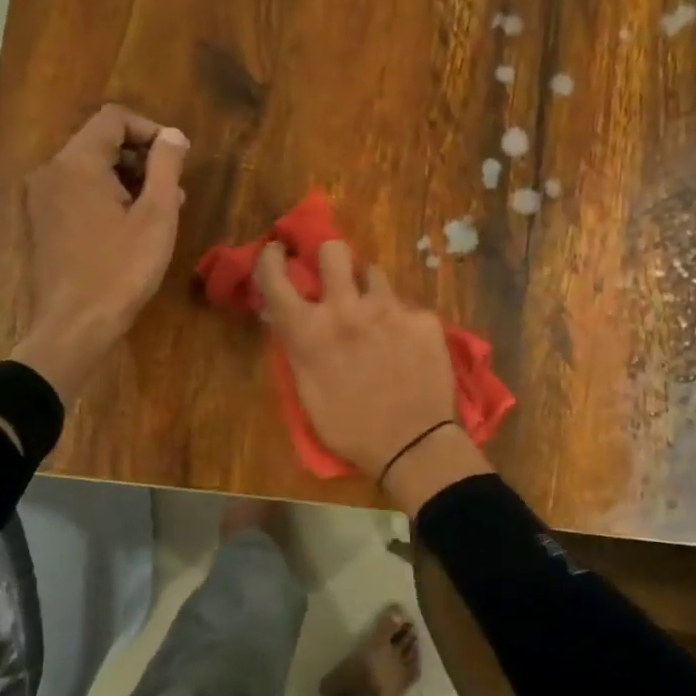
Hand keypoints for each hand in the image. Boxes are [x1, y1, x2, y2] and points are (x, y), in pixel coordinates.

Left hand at [10, 105, 187, 400]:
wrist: (75, 324)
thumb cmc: (122, 269)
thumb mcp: (157, 215)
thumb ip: (166, 166)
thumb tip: (173, 135)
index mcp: (76, 162)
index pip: (114, 118)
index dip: (151, 131)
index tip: (177, 160)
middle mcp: (50, 171)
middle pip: (100, 141)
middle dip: (141, 157)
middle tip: (173, 189)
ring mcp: (41, 197)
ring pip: (89, 167)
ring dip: (126, 178)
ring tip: (159, 210)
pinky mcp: (41, 221)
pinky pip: (77, 191)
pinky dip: (105, 196)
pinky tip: (130, 227)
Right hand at [256, 239, 491, 512]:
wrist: (413, 445)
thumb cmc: (349, 428)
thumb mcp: (307, 391)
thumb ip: (299, 347)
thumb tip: (289, 319)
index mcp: (309, 330)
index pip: (276, 277)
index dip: (271, 258)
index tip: (278, 251)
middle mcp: (346, 308)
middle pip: (333, 251)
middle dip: (330, 258)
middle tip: (336, 276)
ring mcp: (389, 309)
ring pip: (374, 275)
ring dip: (369, 291)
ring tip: (376, 318)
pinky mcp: (423, 318)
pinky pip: (406, 307)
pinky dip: (402, 322)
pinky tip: (407, 347)